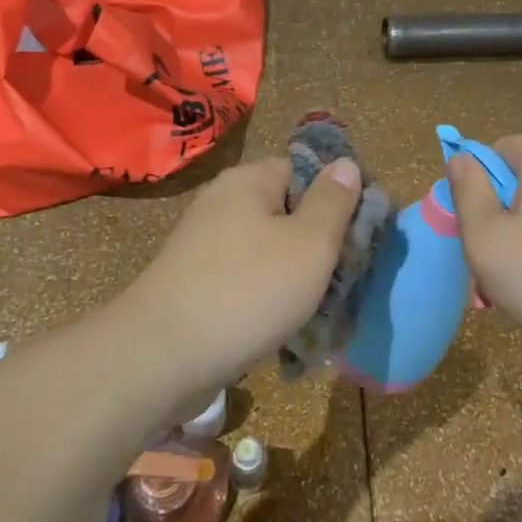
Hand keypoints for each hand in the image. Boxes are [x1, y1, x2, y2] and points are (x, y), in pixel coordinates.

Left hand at [111, 155, 362, 385]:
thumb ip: (333, 202)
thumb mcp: (310, 243)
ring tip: (318, 306)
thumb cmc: (248, 291)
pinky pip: (243, 278)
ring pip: (266, 249)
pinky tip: (280, 324)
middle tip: (344, 275)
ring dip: (293, 274)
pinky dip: (264, 296)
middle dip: (317, 242)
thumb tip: (345, 164)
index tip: (359, 233)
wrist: (162, 357)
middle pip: (285, 210)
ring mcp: (202, 244)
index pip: (303, 169)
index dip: (336, 196)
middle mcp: (221, 203)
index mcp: (248, 181)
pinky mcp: (192, 282)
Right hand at [447, 135, 521, 359]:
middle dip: (495, 213)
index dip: (477, 176)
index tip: (469, 215)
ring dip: (515, 238)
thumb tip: (460, 158)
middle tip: (484, 253)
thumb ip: (468, 192)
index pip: (502, 147)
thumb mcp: (486, 236)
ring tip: (506, 280)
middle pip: (520, 180)